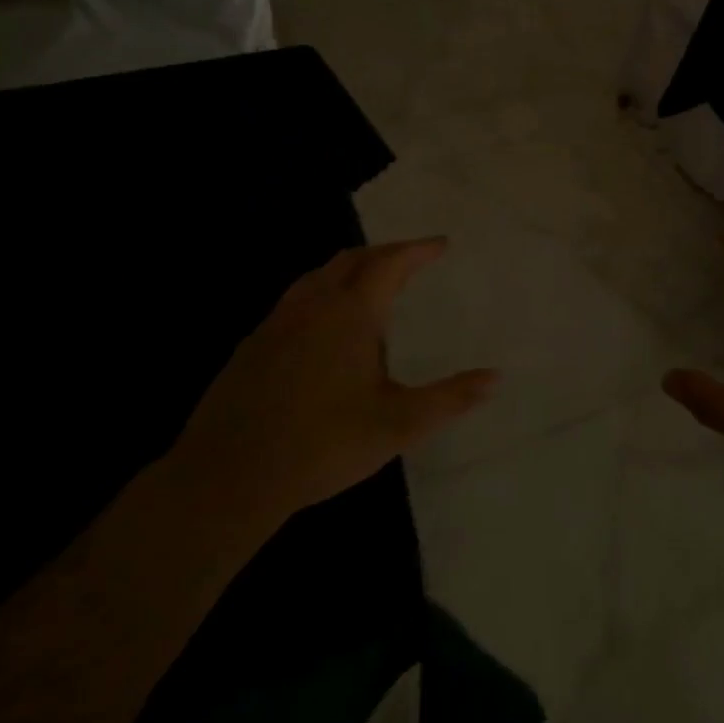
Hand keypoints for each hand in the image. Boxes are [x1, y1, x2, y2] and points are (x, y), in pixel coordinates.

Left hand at [169, 239, 494, 524]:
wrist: (227, 478)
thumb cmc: (323, 444)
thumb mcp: (399, 425)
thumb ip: (451, 398)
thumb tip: (496, 377)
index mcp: (351, 313)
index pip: (390, 263)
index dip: (418, 249)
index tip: (441, 244)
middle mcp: (313, 305)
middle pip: (352, 259)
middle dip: (385, 252)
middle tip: (411, 258)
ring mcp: (277, 323)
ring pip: (318, 276)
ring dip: (350, 267)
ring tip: (371, 280)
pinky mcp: (252, 346)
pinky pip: (295, 299)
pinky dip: (322, 291)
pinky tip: (325, 324)